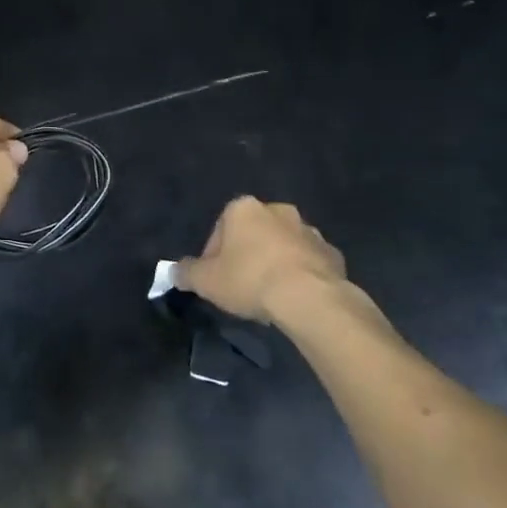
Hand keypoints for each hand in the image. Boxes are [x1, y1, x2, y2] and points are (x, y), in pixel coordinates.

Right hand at [177, 197, 367, 329]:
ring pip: (282, 246)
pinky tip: (294, 298)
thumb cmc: (249, 279)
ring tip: (269, 295)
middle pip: (253, 234)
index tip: (216, 280)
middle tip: (241, 286)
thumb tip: (174, 271)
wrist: (309, 298)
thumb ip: (186, 272)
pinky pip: (308, 262)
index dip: (213, 257)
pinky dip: (300, 274)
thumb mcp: (205, 280)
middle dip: (246, 255)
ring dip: (274, 263)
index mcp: (243, 208)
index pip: (219, 230)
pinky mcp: (332, 253)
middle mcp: (277, 210)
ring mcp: (309, 230)